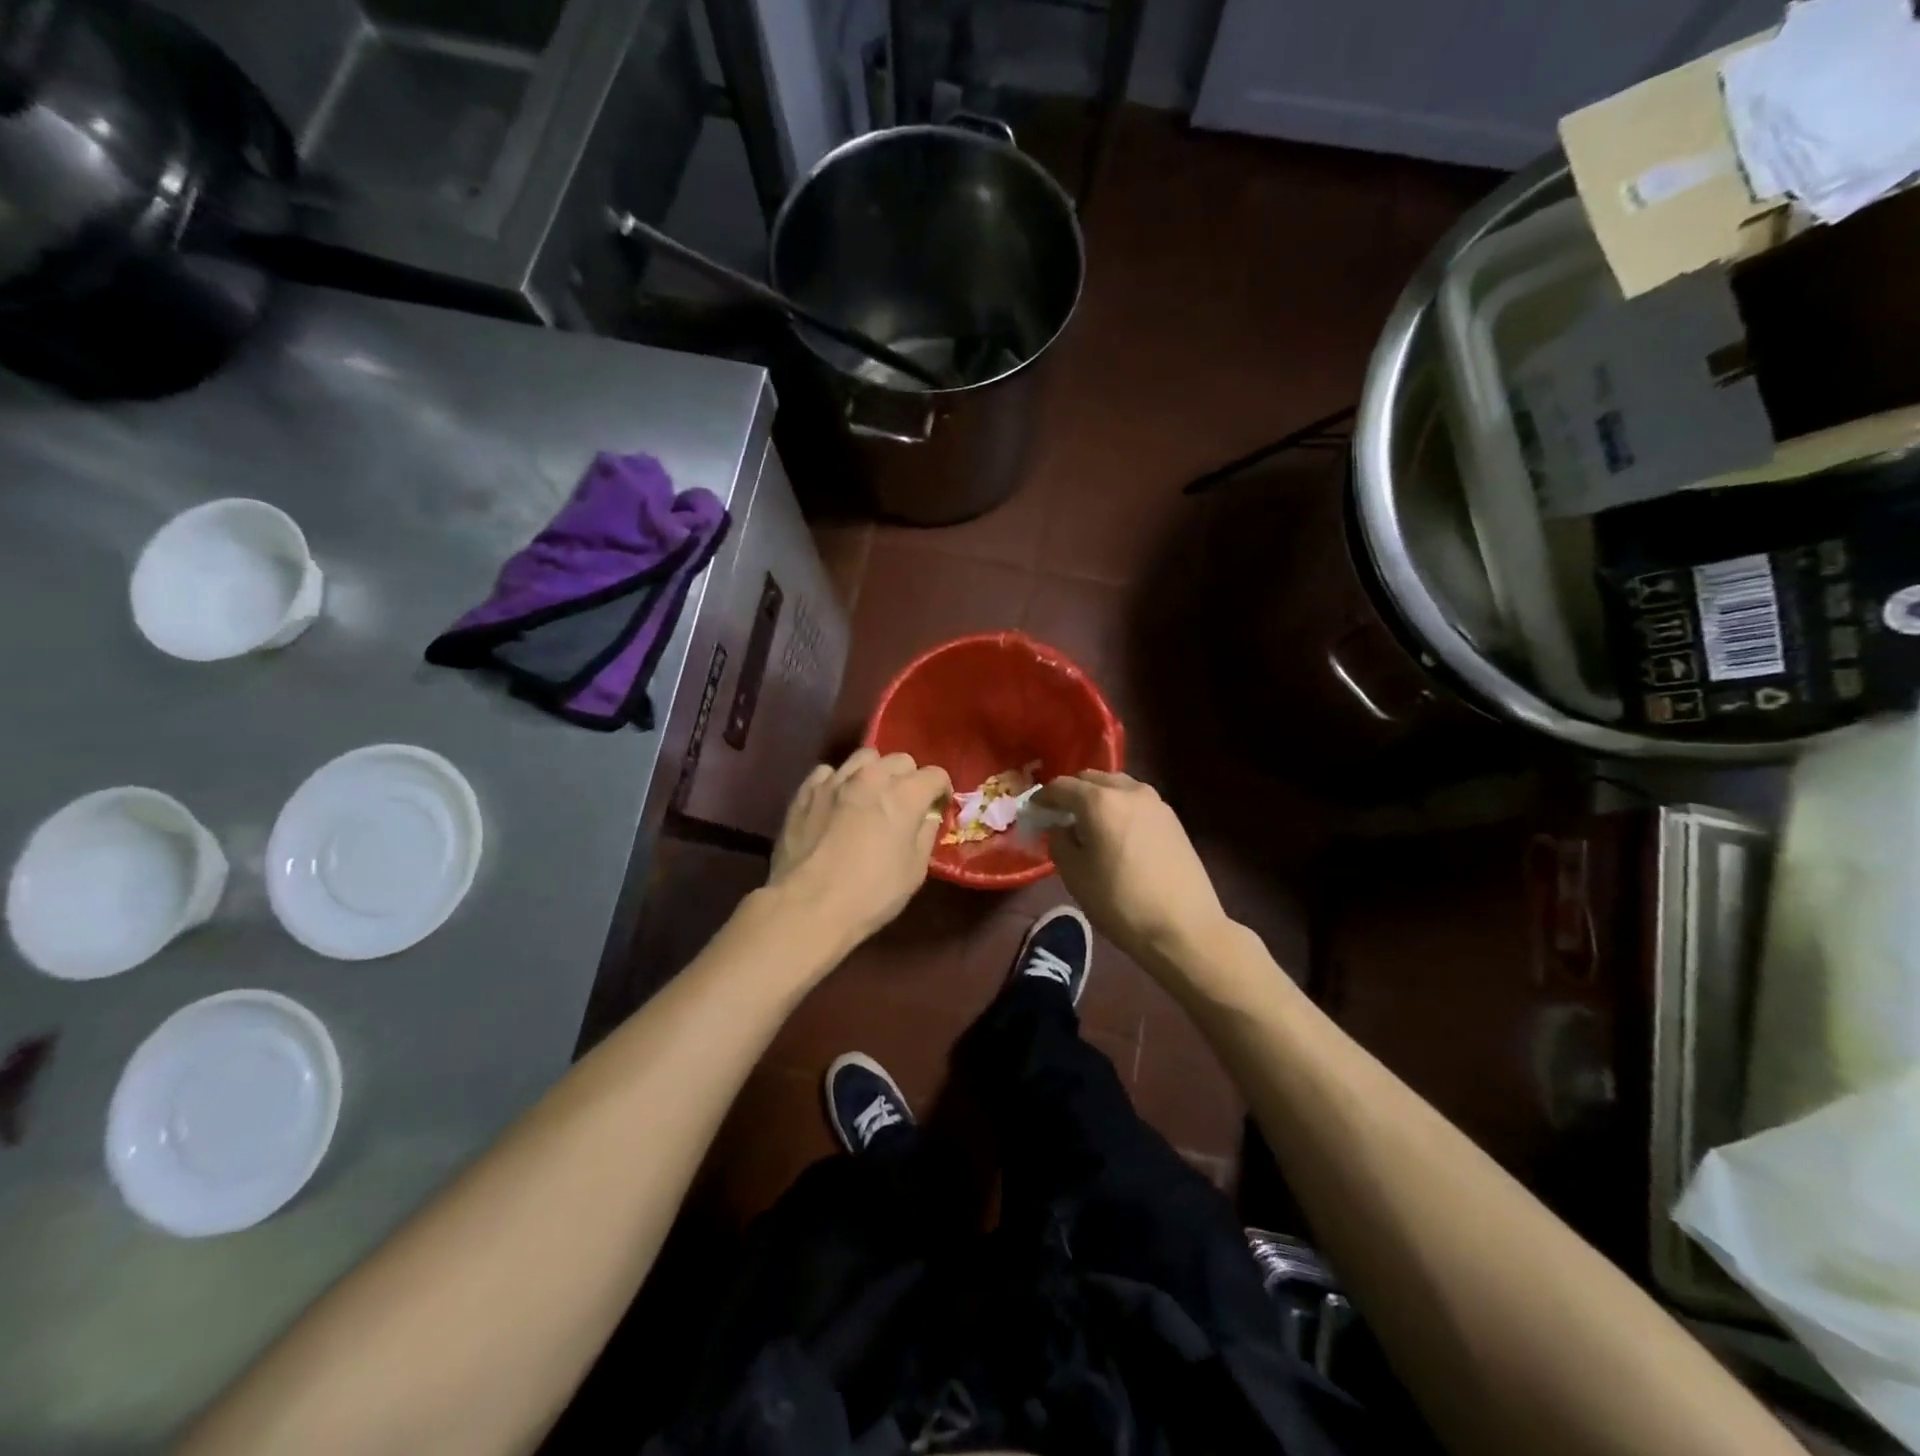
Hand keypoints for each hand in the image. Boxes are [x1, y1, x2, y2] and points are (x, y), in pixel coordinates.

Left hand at [769, 748, 950, 948]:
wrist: (808, 906)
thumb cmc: (871, 894)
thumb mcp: (914, 871)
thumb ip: (925, 834)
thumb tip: (927, 816)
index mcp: (904, 795)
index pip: (935, 775)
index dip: (941, 791)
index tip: (938, 807)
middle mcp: (871, 777)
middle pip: (900, 760)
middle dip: (909, 778)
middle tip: (905, 804)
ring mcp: (834, 781)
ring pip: (863, 758)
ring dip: (874, 773)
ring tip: (869, 797)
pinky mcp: (805, 791)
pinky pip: (828, 773)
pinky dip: (837, 782)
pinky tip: (835, 803)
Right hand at [1036, 771, 1229, 969]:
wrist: (1184, 927)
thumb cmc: (1120, 902)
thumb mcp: (1075, 875)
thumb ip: (1060, 841)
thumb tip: (1063, 828)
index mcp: (1099, 801)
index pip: (1061, 786)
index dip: (1043, 797)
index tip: (1034, 811)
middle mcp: (1129, 790)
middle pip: (1091, 779)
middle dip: (1071, 792)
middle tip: (1060, 815)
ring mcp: (1156, 802)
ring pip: (1117, 786)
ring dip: (1098, 797)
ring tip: (1089, 823)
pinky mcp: (1172, 818)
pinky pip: (1136, 801)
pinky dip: (1119, 807)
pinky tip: (1116, 832)